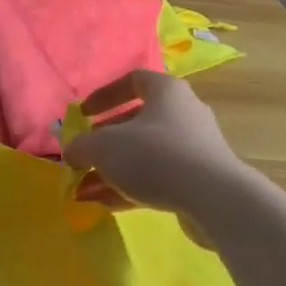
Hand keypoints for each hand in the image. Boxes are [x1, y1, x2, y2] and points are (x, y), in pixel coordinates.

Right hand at [65, 71, 250, 222]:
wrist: (214, 198)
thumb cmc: (156, 155)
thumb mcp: (106, 146)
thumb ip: (82, 146)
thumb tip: (71, 152)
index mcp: (166, 91)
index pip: (132, 80)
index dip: (104, 95)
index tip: (83, 115)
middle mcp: (183, 112)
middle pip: (137, 121)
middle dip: (105, 142)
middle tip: (83, 158)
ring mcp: (193, 147)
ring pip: (145, 154)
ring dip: (113, 170)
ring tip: (84, 190)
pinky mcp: (199, 180)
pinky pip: (158, 177)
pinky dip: (131, 187)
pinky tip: (105, 205)